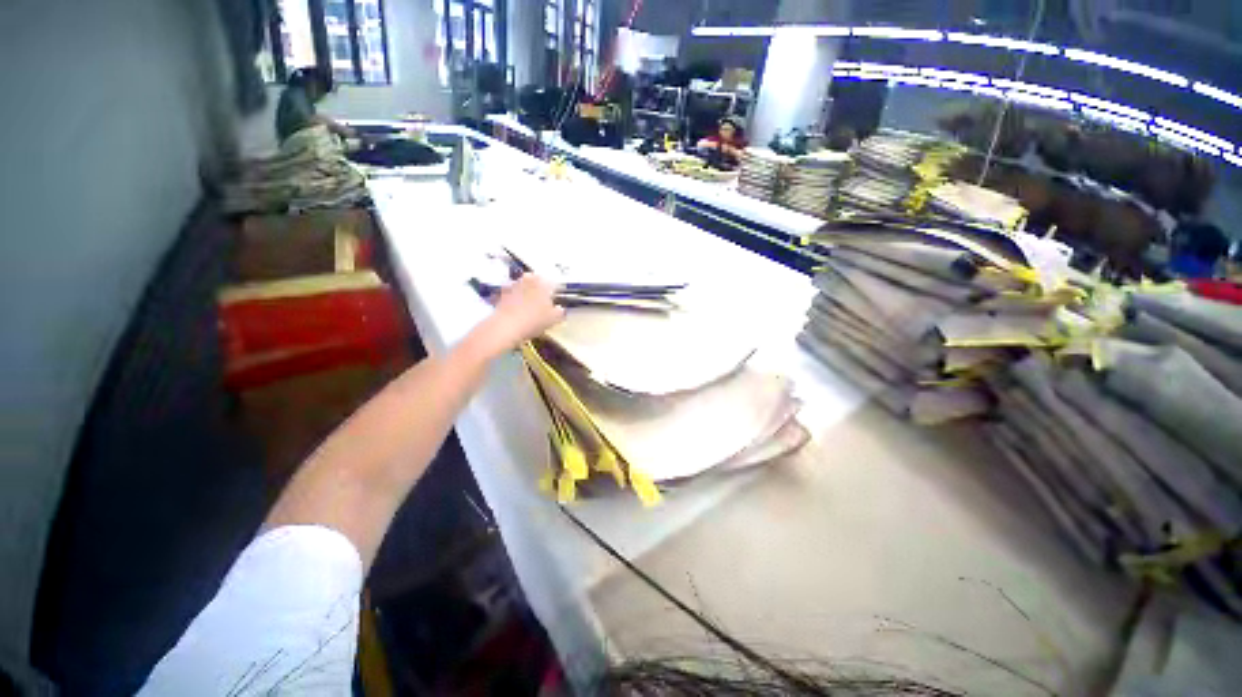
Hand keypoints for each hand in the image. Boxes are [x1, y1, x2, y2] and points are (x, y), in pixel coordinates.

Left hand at [477, 274, 564, 353]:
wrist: (506, 327)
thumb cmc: (534, 321)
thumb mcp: (553, 319)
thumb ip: (559, 312)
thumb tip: (559, 308)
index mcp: (544, 283)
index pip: (553, 284)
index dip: (556, 292)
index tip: (556, 300)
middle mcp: (528, 279)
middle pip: (537, 281)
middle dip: (540, 289)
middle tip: (543, 302)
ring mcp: (513, 285)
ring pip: (523, 286)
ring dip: (526, 292)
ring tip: (529, 306)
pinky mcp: (501, 293)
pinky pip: (511, 293)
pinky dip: (514, 299)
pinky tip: (516, 309)